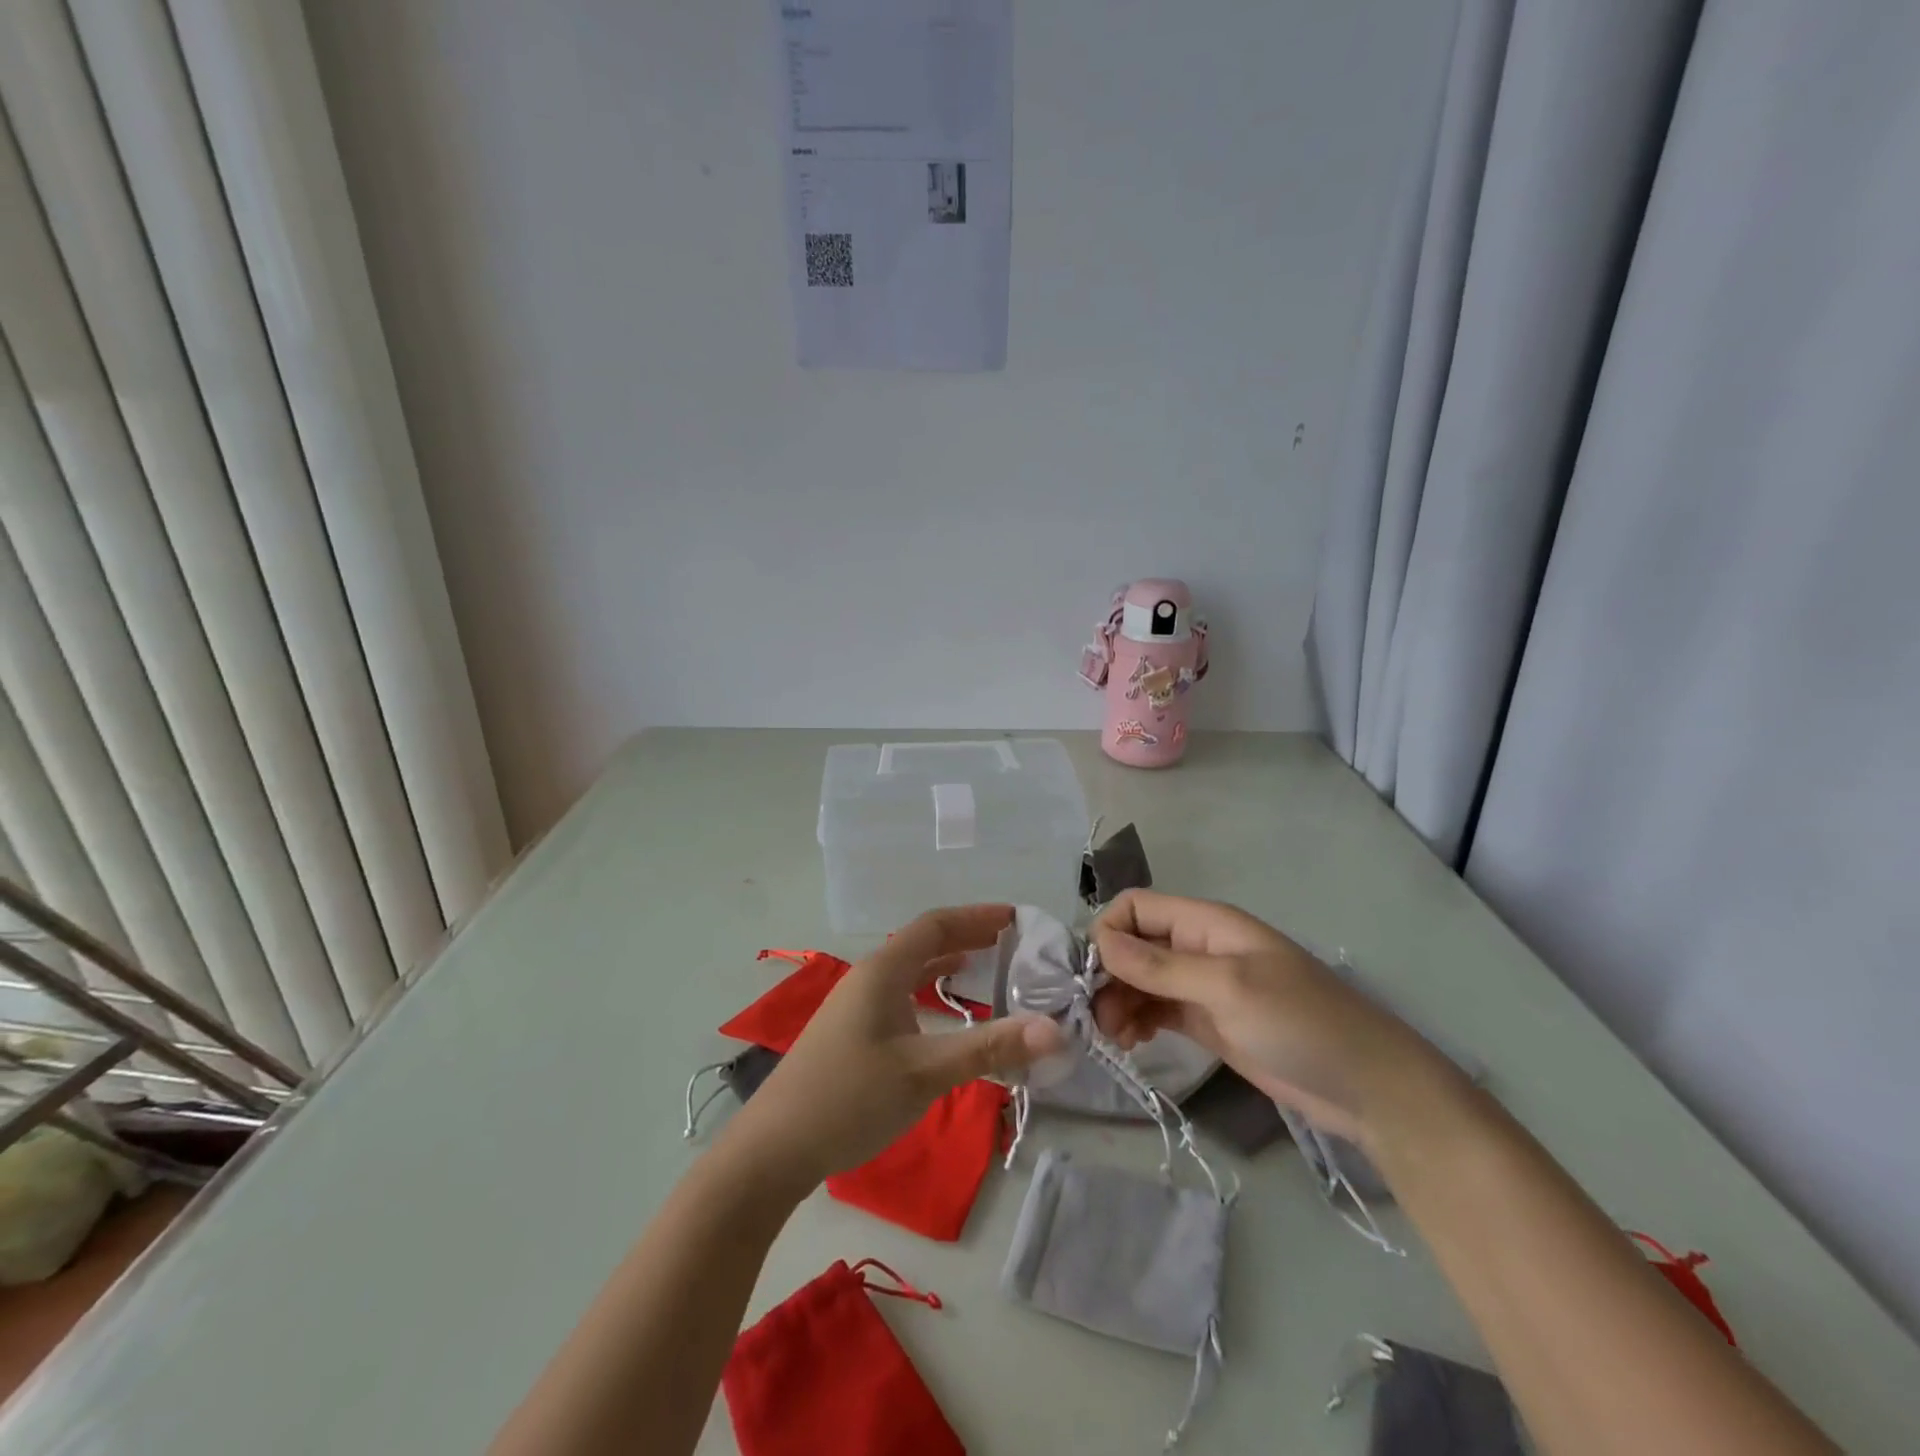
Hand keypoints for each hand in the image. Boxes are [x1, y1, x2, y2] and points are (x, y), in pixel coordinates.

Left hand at [720, 906, 1063, 1194]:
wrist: (774, 1150)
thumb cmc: (849, 1099)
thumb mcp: (925, 1073)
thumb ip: (988, 1049)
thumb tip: (1054, 1030)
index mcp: (882, 972)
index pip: (934, 925)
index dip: (976, 916)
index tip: (1016, 917)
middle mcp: (868, 978)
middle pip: (922, 941)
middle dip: (966, 935)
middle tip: (1011, 940)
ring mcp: (856, 1005)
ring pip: (910, 969)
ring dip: (946, 961)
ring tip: (985, 963)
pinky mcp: (852, 1032)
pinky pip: (900, 993)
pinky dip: (929, 989)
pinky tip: (940, 1009)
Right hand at [1091, 890, 1448, 1142]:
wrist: (1369, 1089)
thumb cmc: (1301, 1023)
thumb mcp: (1228, 987)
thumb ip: (1162, 965)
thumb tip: (1100, 941)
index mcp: (1206, 923)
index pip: (1137, 907)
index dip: (1109, 931)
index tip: (1094, 973)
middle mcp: (1198, 948)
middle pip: (1134, 945)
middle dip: (1109, 974)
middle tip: (1097, 1018)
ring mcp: (1203, 986)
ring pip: (1141, 980)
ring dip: (1119, 1001)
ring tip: (1114, 1037)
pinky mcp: (1208, 1022)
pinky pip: (1157, 1010)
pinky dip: (1137, 1020)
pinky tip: (1131, 1043)